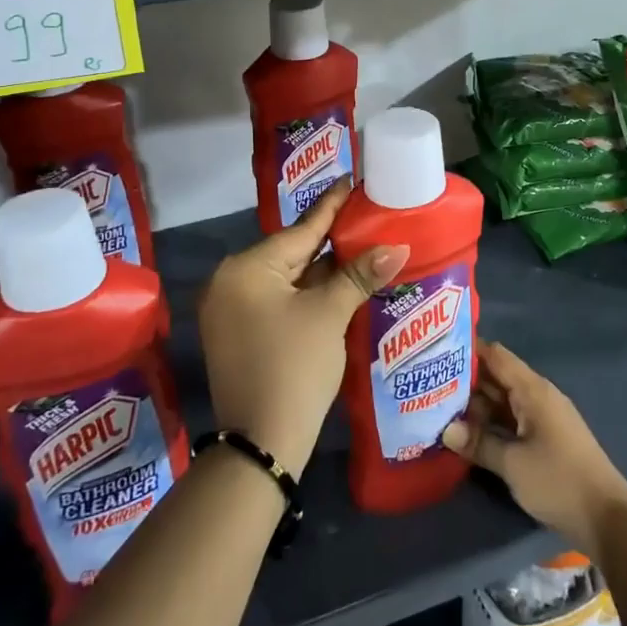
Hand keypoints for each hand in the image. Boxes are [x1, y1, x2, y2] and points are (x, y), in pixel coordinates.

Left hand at [196, 179, 405, 478]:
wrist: (262, 444)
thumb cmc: (295, 368)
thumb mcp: (329, 315)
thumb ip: (358, 275)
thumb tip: (396, 246)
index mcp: (246, 269)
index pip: (301, 230)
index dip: (332, 207)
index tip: (352, 181)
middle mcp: (230, 282)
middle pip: (292, 253)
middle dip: (331, 242)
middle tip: (367, 218)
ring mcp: (231, 310)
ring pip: (286, 279)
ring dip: (322, 271)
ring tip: (361, 247)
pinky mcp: (238, 333)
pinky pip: (278, 300)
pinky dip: (307, 294)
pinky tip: (338, 285)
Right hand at [442, 342, 626, 557]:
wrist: (606, 518)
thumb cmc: (559, 481)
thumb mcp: (513, 463)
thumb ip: (479, 443)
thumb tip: (445, 429)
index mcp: (533, 390)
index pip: (496, 355)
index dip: (468, 349)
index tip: (436, 350)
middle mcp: (537, 396)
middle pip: (497, 377)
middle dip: (465, 379)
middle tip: (427, 381)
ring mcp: (542, 418)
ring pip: (502, 400)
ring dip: (475, 404)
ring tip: (437, 404)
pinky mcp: (544, 439)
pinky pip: (510, 419)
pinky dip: (489, 422)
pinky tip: (466, 431)